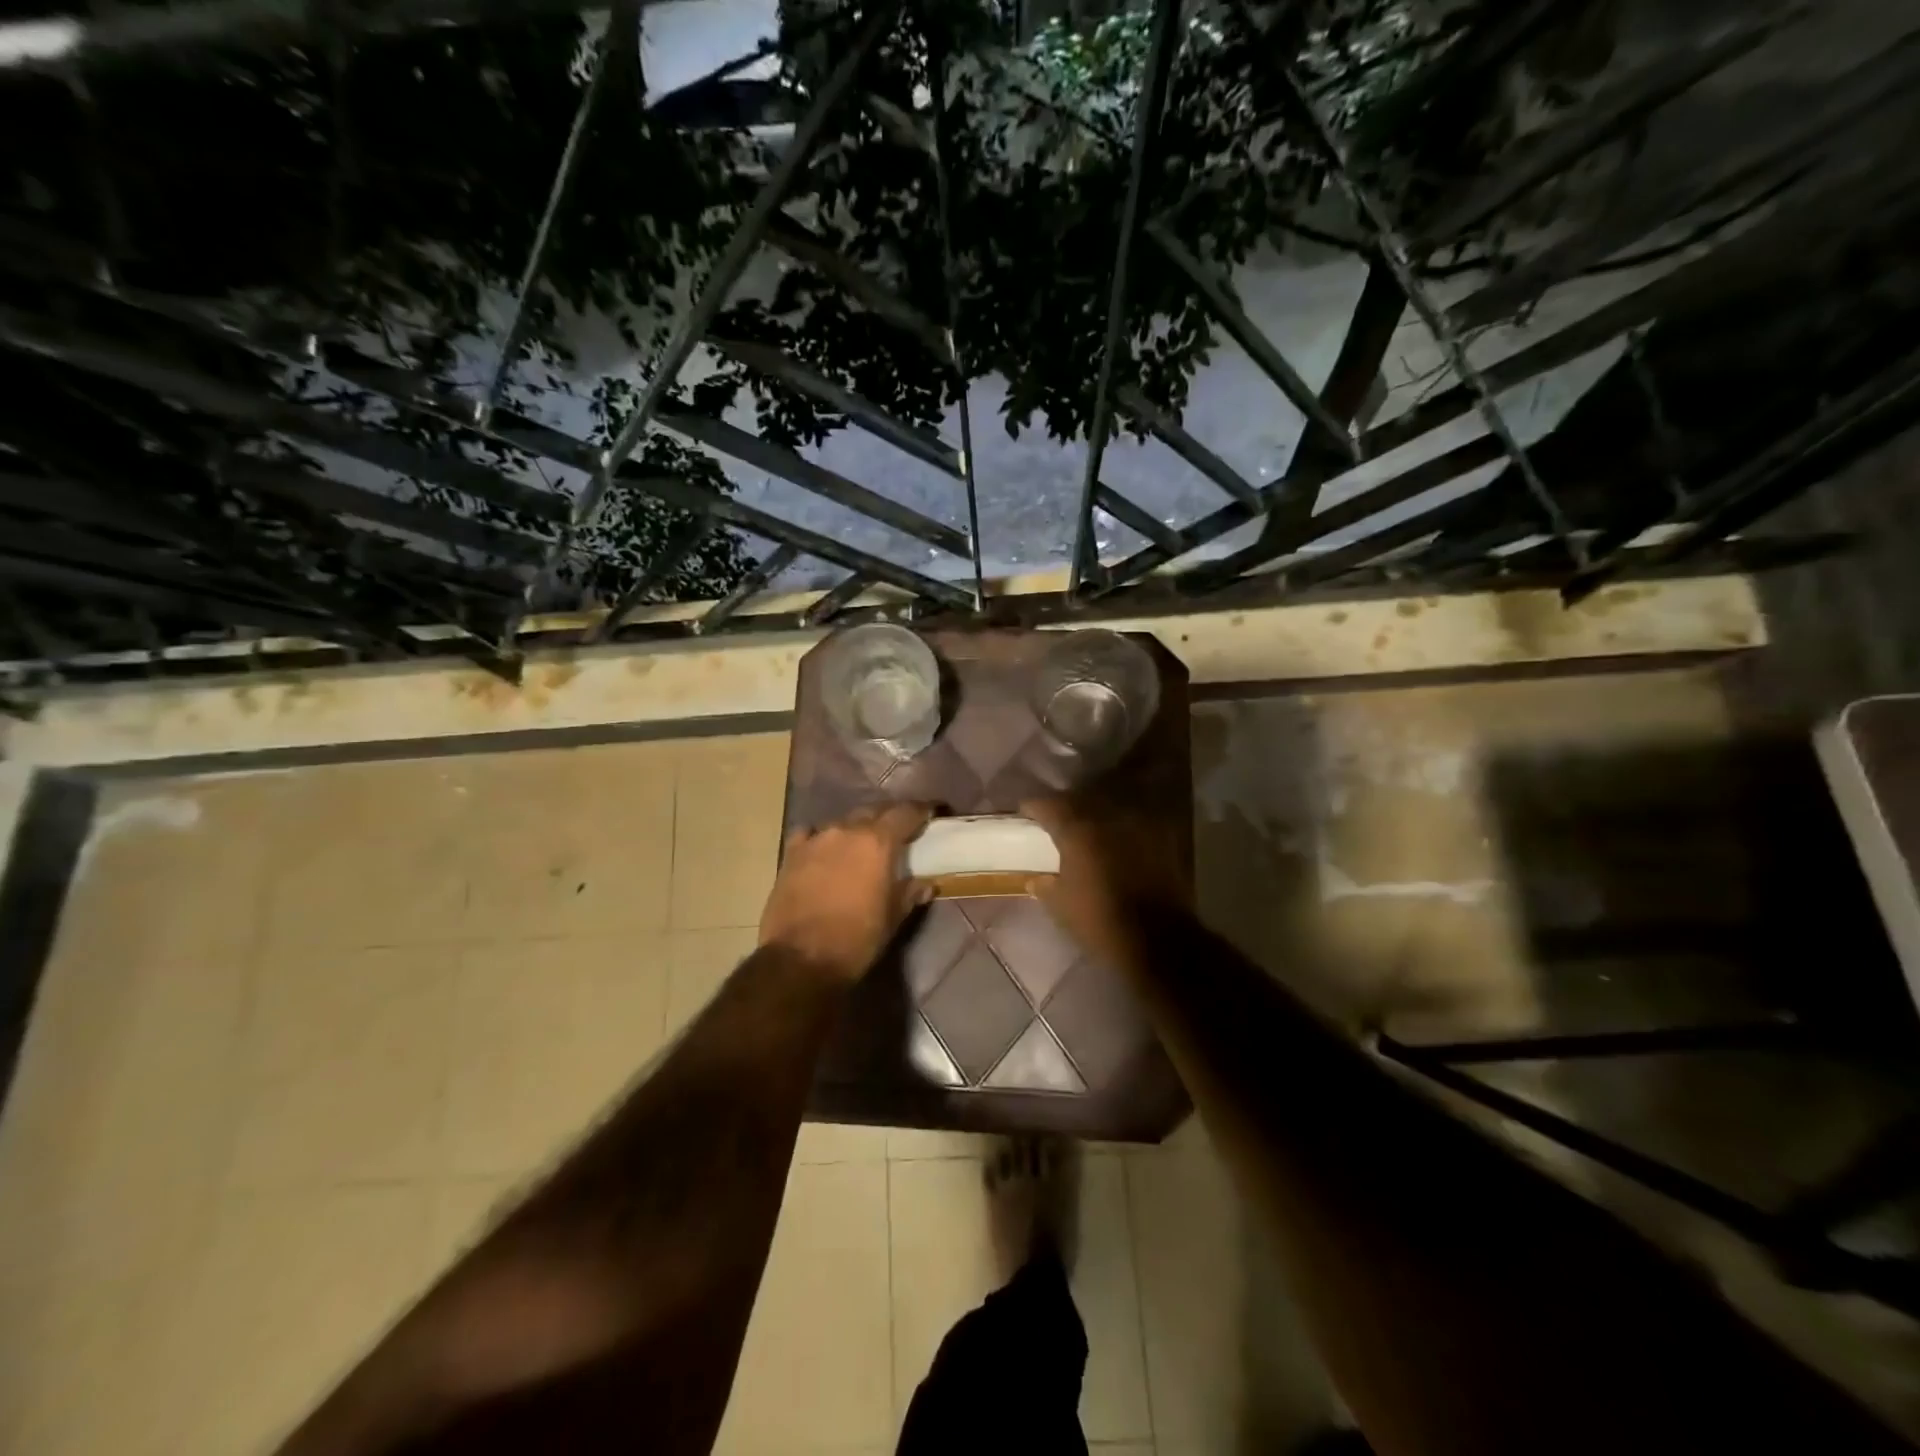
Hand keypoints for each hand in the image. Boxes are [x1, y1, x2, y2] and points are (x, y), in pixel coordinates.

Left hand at [760, 803, 934, 982]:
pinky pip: (810, 835)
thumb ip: (910, 893)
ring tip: (860, 846)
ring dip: (855, 830)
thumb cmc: (856, 939)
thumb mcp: (892, 918)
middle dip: (888, 819)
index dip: (921, 811)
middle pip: (873, 812)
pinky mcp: (791, 854)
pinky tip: (823, 852)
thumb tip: (926, 884)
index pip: (905, 813)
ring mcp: (815, 839)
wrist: (799, 959)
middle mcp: (847, 830)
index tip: (930, 813)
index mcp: (878, 842)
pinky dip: (821, 839)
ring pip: (842, 823)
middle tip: (898, 832)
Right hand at [1020, 794, 1189, 970]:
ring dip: (1095, 814)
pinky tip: (1117, 841)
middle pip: (1080, 799)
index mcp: (1078, 830)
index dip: (1033, 807)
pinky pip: (1134, 822)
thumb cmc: (1101, 922)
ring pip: (1110, 807)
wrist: (1160, 941)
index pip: (1048, 805)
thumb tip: (1038, 879)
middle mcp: (1108, 817)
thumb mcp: (1061, 907)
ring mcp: (1138, 825)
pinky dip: (1121, 828)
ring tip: (1087, 828)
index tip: (1026, 813)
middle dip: (1066, 806)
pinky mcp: (1163, 838)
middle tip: (1056, 820)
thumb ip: (1045, 886)